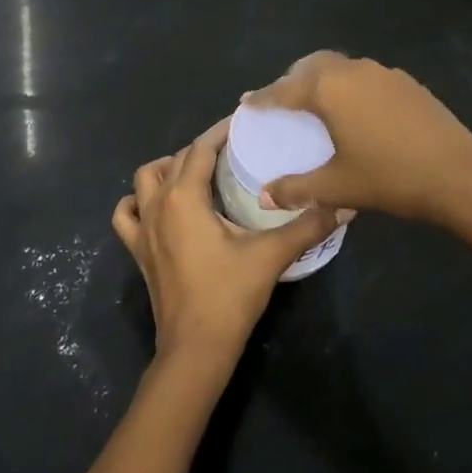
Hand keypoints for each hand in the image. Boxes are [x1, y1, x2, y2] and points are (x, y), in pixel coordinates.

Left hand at [114, 118, 342, 365]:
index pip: (200, 148)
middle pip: (176, 160)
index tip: (242, 123)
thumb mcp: (271, 255)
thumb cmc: (229, 295)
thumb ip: (307, 225)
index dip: (220, 132)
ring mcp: (144, 229)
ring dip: (166, 169)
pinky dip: (137, 203)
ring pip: (144, 180)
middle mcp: (158, 204)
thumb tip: (344, 205)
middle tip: (232, 152)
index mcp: (184, 197)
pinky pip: (127, 216)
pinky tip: (156, 208)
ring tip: (195, 174)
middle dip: (202, 149)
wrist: (195, 349)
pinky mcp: (139, 252)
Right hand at [246, 51, 471, 223]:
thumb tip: (265, 197)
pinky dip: (350, 86)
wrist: (458, 173)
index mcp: (329, 89)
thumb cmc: (389, 177)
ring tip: (318, 104)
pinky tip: (358, 111)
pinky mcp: (407, 82)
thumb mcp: (337, 186)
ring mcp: (383, 73)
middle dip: (293, 80)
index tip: (247, 102)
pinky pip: (366, 76)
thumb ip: (296, 189)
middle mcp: (352, 71)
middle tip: (283, 101)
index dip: (264, 98)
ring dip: (323, 79)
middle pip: (312, 66)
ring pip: (341, 67)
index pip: (285, 90)